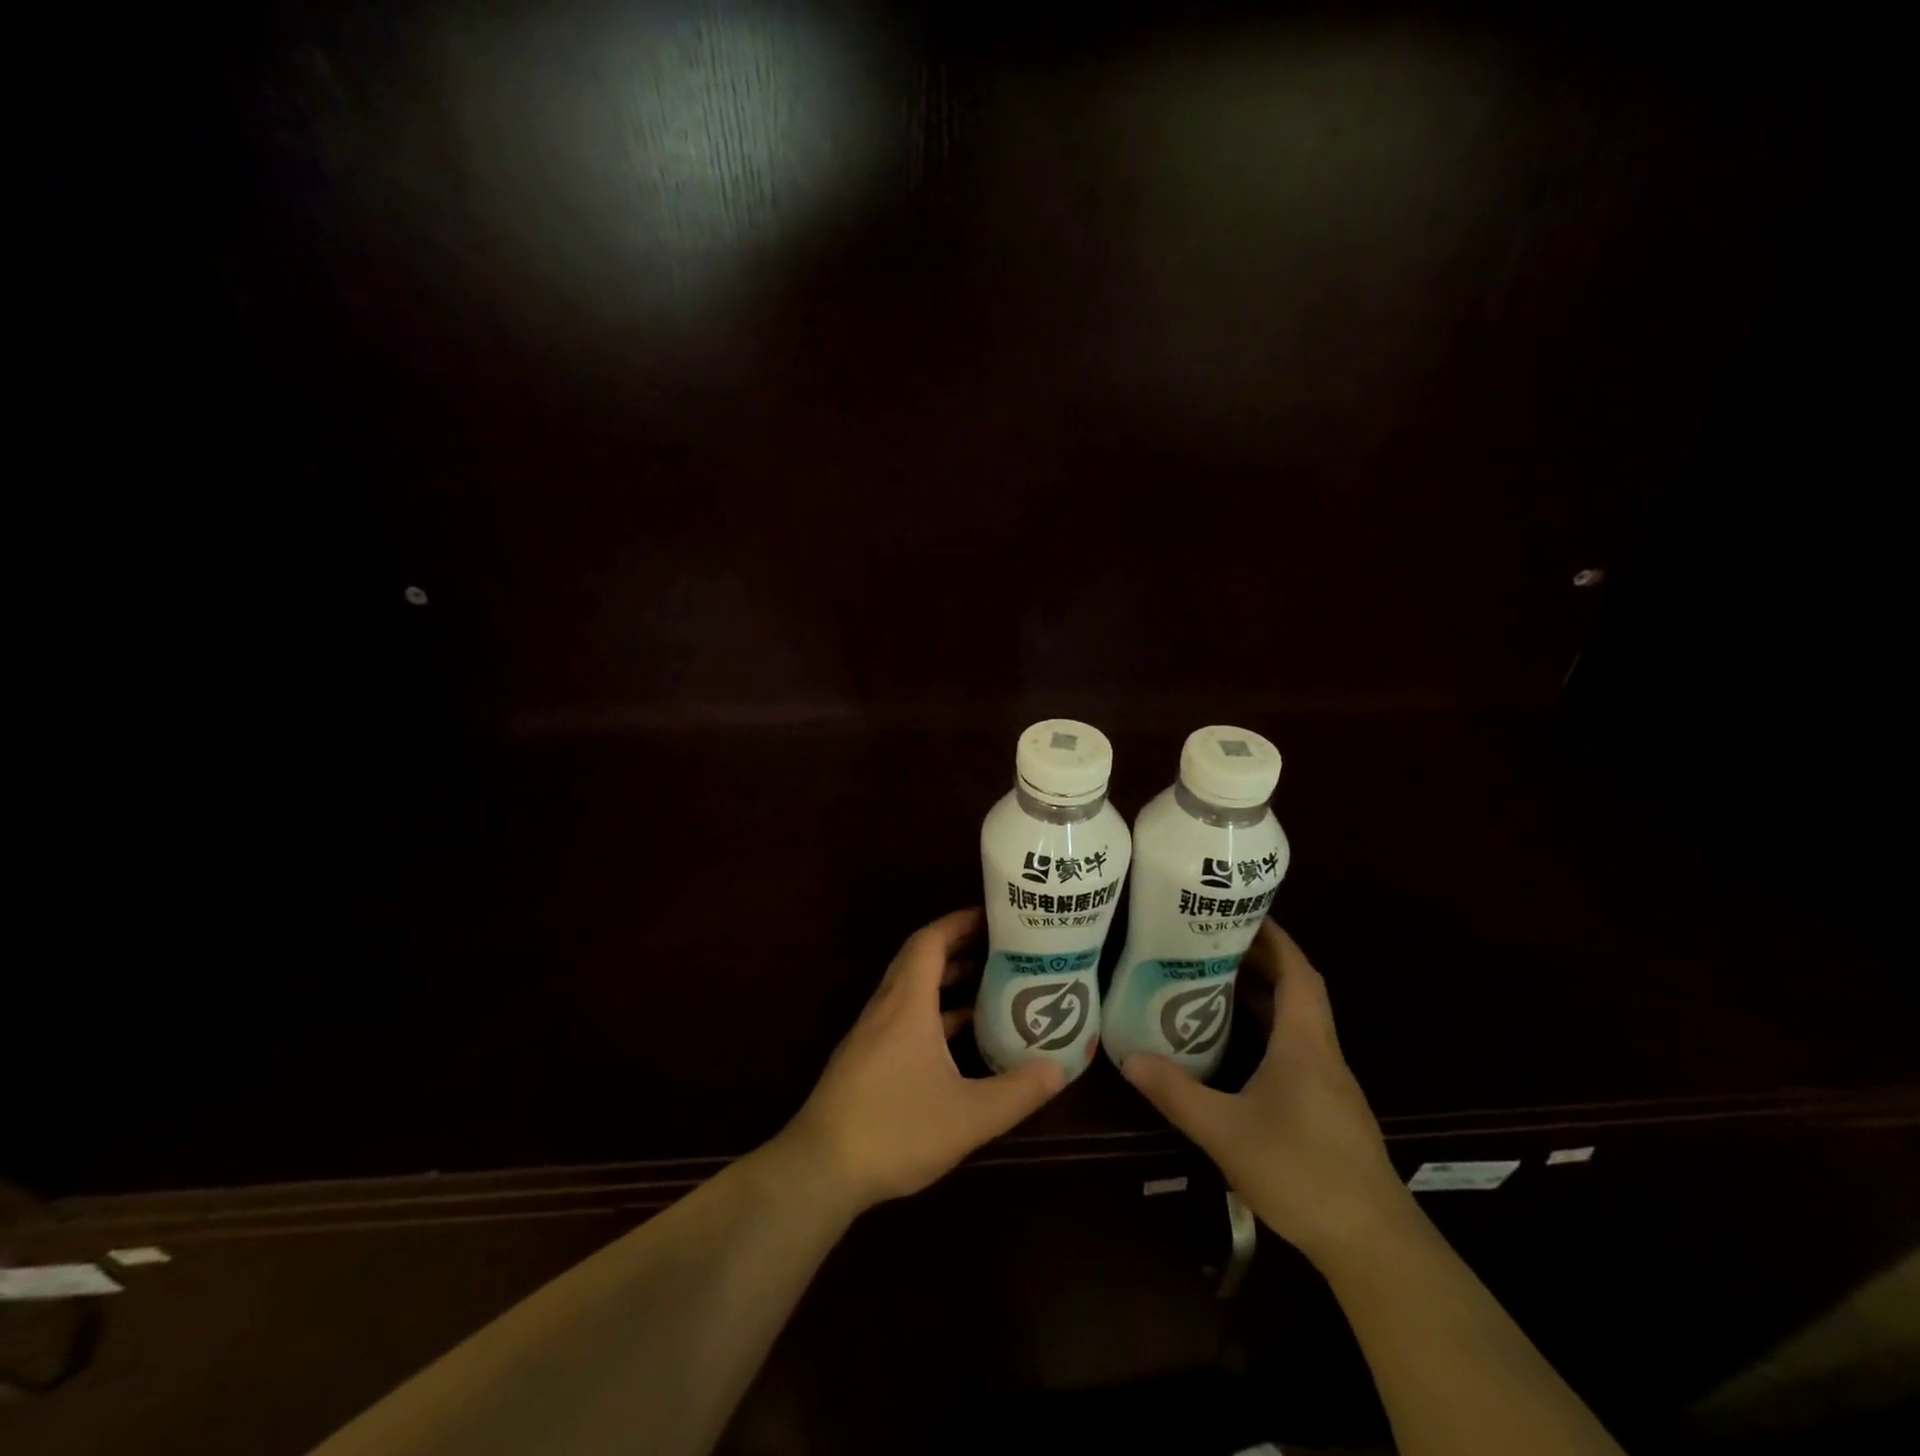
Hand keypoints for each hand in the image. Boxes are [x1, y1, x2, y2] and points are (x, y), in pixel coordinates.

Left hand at [777, 908, 1066, 1212]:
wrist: (821, 1168)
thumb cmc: (895, 1130)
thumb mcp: (968, 1116)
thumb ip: (1017, 1092)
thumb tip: (1060, 1067)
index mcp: (907, 1003)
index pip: (931, 941)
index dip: (960, 921)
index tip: (994, 916)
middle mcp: (887, 1007)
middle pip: (921, 958)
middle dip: (959, 945)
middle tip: (1001, 945)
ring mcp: (873, 1032)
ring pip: (912, 987)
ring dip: (946, 978)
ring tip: (989, 981)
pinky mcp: (867, 1057)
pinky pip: (905, 1014)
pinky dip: (933, 1010)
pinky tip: (960, 1035)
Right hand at [1122, 921, 1412, 1265]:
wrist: (1373, 1245)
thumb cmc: (1302, 1172)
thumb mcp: (1226, 1132)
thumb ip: (1176, 1092)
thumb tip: (1127, 1057)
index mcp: (1305, 1043)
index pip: (1297, 971)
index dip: (1274, 938)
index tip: (1242, 913)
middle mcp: (1321, 1052)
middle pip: (1297, 990)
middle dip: (1260, 961)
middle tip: (1211, 942)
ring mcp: (1328, 1083)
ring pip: (1297, 1022)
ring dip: (1263, 997)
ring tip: (1214, 983)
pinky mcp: (1327, 1108)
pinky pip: (1296, 1050)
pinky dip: (1267, 1032)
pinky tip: (1236, 1048)